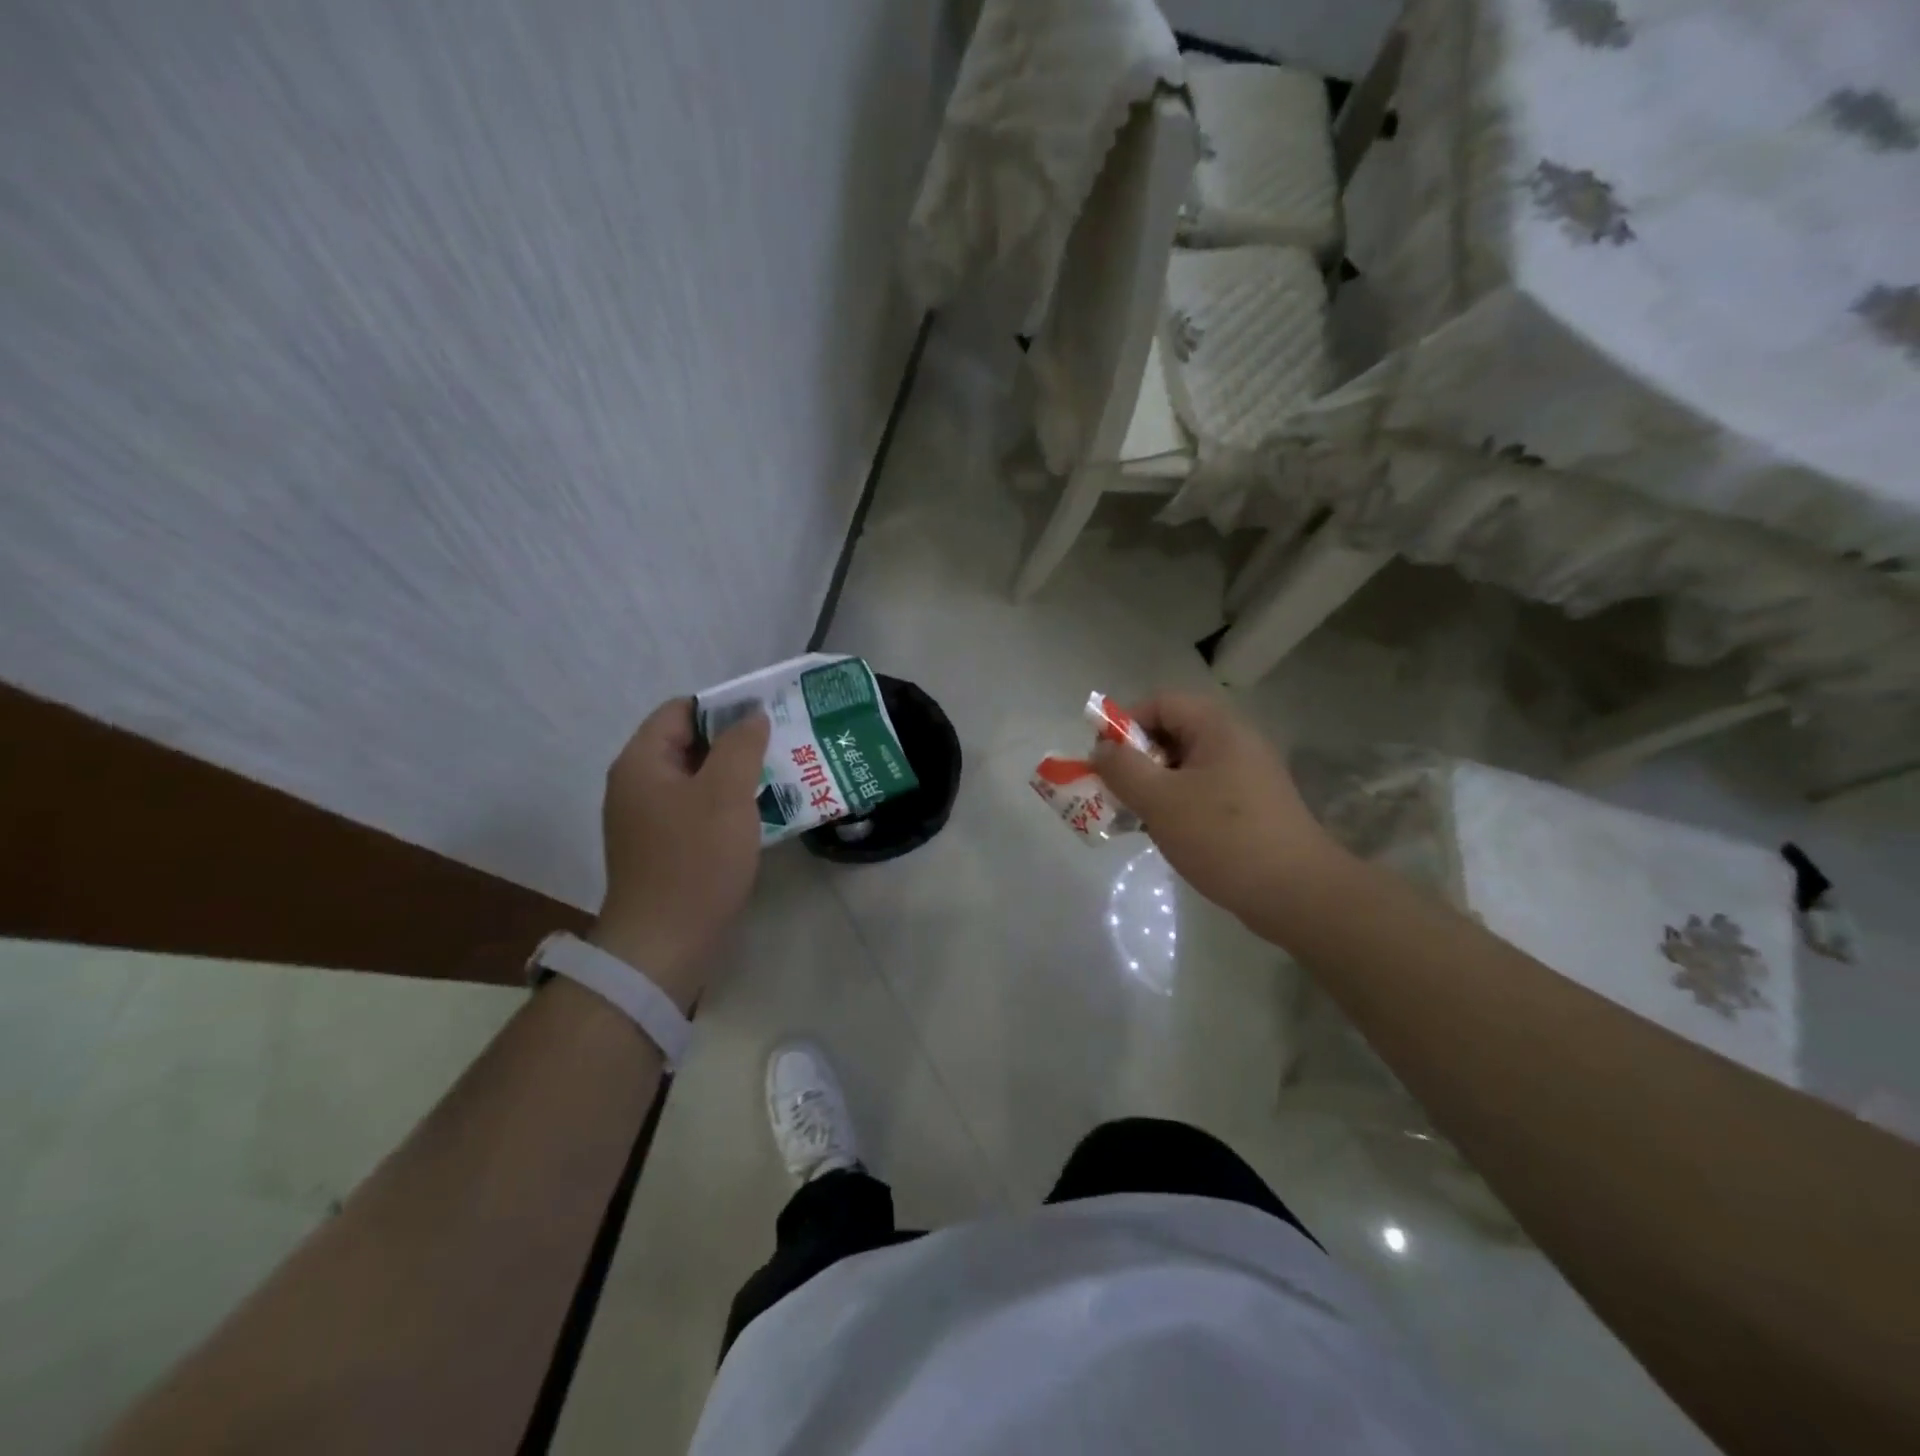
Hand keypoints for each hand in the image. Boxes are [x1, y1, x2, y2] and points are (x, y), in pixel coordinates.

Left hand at [589, 698, 770, 1010]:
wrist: (665, 944)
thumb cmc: (695, 860)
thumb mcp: (725, 794)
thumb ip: (741, 746)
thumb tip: (752, 717)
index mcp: (642, 763)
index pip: (680, 710)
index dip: (723, 706)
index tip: (765, 716)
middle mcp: (637, 785)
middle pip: (689, 744)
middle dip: (735, 742)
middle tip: (781, 745)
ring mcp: (647, 821)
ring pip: (697, 780)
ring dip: (735, 776)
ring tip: (780, 776)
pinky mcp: (663, 849)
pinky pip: (697, 811)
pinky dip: (726, 806)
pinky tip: (760, 814)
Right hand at [1089, 691, 1341, 923]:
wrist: (1298, 894)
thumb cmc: (1223, 837)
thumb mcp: (1160, 800)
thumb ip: (1122, 769)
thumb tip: (1101, 749)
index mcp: (1218, 728)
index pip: (1160, 703)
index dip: (1124, 724)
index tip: (1103, 760)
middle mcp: (1235, 743)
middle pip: (1171, 733)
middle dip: (1135, 759)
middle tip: (1113, 791)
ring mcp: (1246, 776)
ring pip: (1184, 767)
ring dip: (1152, 786)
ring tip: (1132, 817)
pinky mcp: (1250, 808)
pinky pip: (1201, 792)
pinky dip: (1175, 805)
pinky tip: (1163, 834)